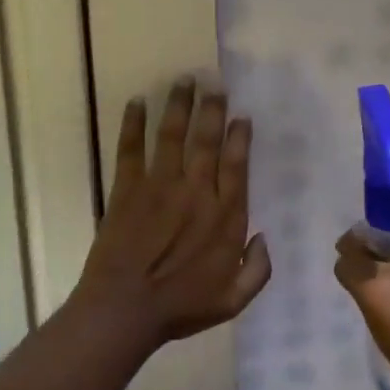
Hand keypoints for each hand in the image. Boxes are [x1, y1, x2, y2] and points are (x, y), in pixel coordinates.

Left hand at [73, 77, 271, 350]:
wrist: (125, 309)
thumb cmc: (181, 307)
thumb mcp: (234, 300)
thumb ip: (257, 270)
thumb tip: (264, 238)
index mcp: (225, 216)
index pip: (236, 165)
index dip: (239, 137)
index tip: (241, 116)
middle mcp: (196, 192)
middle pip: (206, 141)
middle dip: (212, 109)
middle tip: (215, 84)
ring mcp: (159, 186)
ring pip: (172, 136)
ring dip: (179, 105)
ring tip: (184, 80)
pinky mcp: (127, 189)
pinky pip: (130, 149)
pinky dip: (132, 124)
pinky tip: (136, 102)